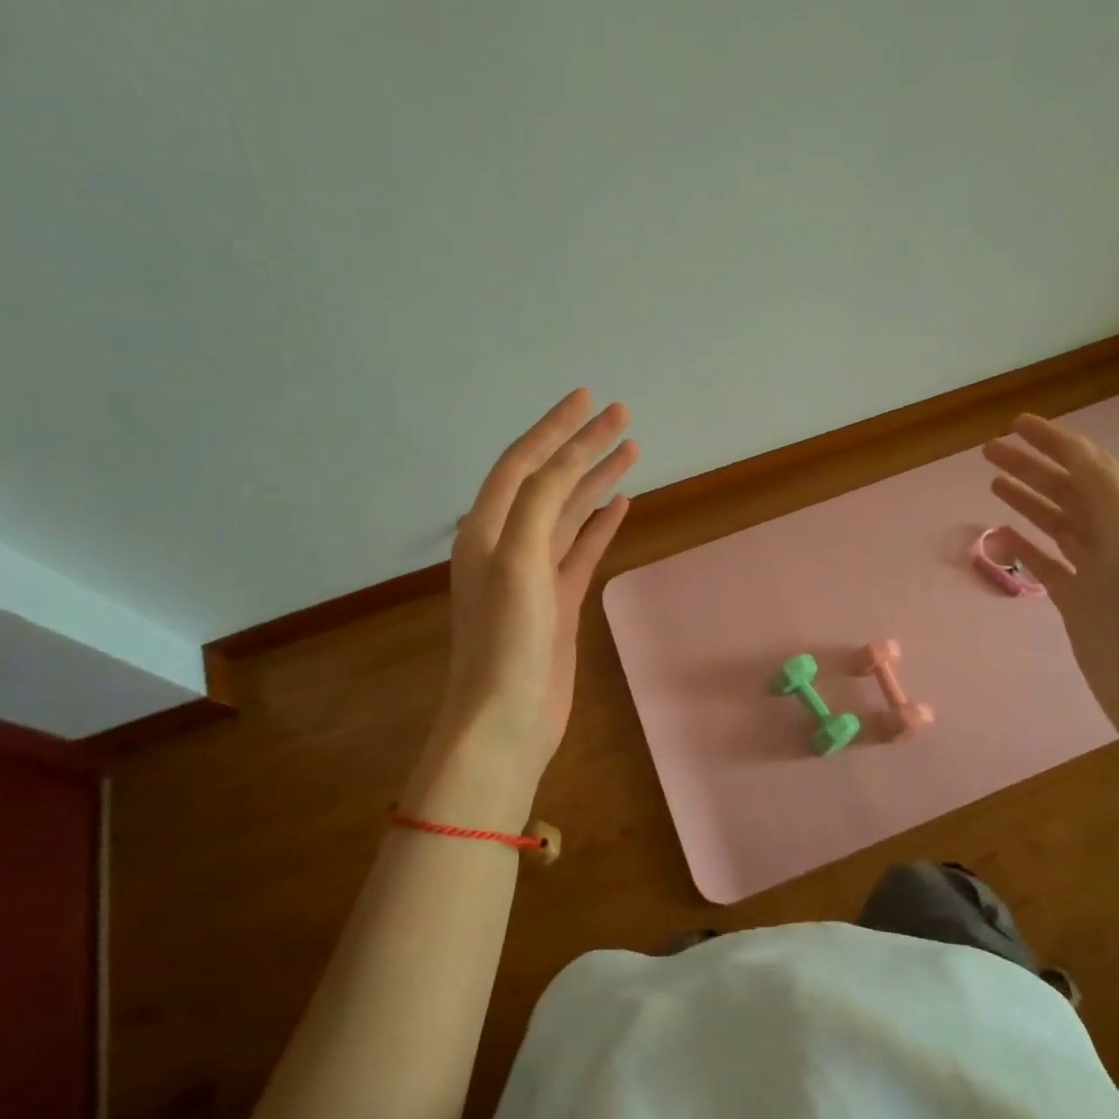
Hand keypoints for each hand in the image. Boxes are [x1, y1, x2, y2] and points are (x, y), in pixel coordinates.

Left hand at [435, 391, 637, 785]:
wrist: (506, 720)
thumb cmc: (506, 642)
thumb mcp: (517, 563)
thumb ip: (539, 507)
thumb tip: (567, 463)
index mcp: (487, 530)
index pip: (524, 463)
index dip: (555, 428)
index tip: (590, 398)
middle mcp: (507, 543)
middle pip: (550, 481)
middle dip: (583, 446)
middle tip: (622, 416)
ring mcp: (534, 573)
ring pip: (569, 513)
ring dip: (596, 480)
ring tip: (631, 450)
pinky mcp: (557, 601)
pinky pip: (581, 549)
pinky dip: (600, 525)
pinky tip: (621, 505)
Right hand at [983, 416, 1118, 800]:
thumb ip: (1104, 493)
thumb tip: (1074, 450)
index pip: (1092, 466)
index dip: (1056, 442)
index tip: (1017, 424)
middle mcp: (1117, 537)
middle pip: (1068, 490)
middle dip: (1032, 465)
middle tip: (990, 449)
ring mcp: (1096, 570)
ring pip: (1055, 522)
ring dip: (1026, 498)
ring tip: (993, 479)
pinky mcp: (1078, 600)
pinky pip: (1046, 562)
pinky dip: (1024, 546)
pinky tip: (1002, 533)